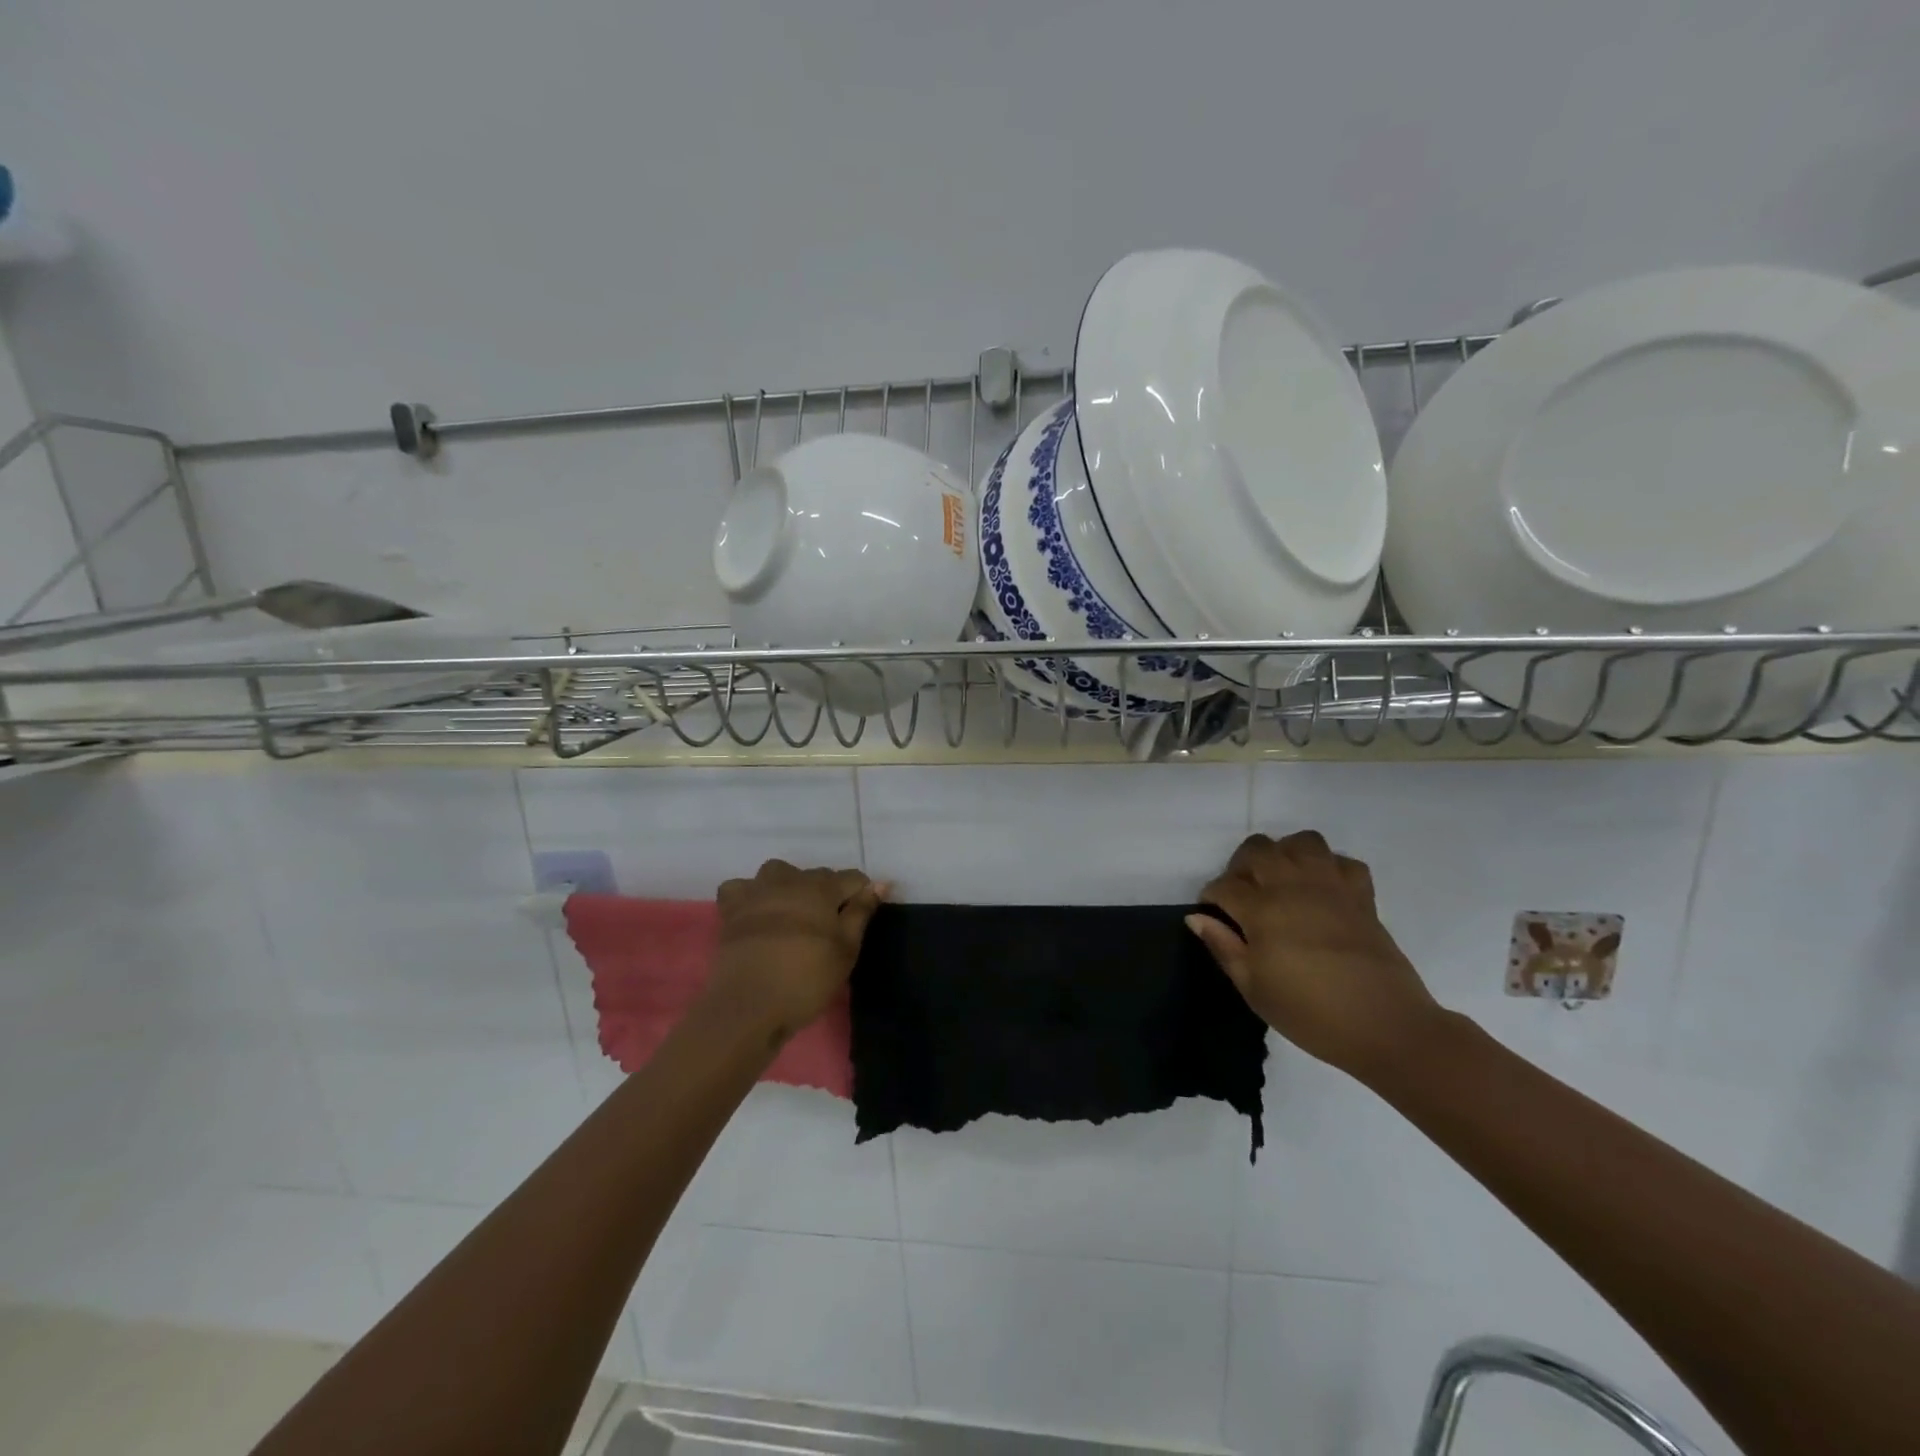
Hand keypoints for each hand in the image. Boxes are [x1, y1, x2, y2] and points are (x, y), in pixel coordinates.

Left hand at [707, 860, 885, 1040]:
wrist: (748, 1005)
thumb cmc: (806, 979)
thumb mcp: (845, 950)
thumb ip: (861, 912)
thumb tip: (878, 883)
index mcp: (821, 888)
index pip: (852, 878)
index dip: (862, 895)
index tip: (861, 919)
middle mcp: (789, 879)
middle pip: (817, 875)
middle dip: (828, 893)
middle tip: (829, 929)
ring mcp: (757, 891)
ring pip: (778, 872)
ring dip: (790, 885)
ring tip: (793, 913)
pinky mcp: (731, 909)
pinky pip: (740, 888)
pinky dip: (749, 895)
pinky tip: (755, 912)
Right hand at [1187, 831, 1443, 1077]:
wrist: (1385, 1027)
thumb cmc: (1310, 1013)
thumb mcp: (1253, 989)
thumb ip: (1223, 947)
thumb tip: (1197, 918)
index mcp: (1262, 910)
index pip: (1224, 886)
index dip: (1211, 897)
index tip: (1212, 913)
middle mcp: (1294, 887)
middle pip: (1258, 849)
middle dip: (1241, 865)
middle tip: (1243, 894)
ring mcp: (1331, 887)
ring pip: (1302, 842)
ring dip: (1286, 854)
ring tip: (1282, 881)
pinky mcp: (1362, 897)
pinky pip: (1344, 862)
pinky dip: (1330, 868)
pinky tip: (1322, 891)